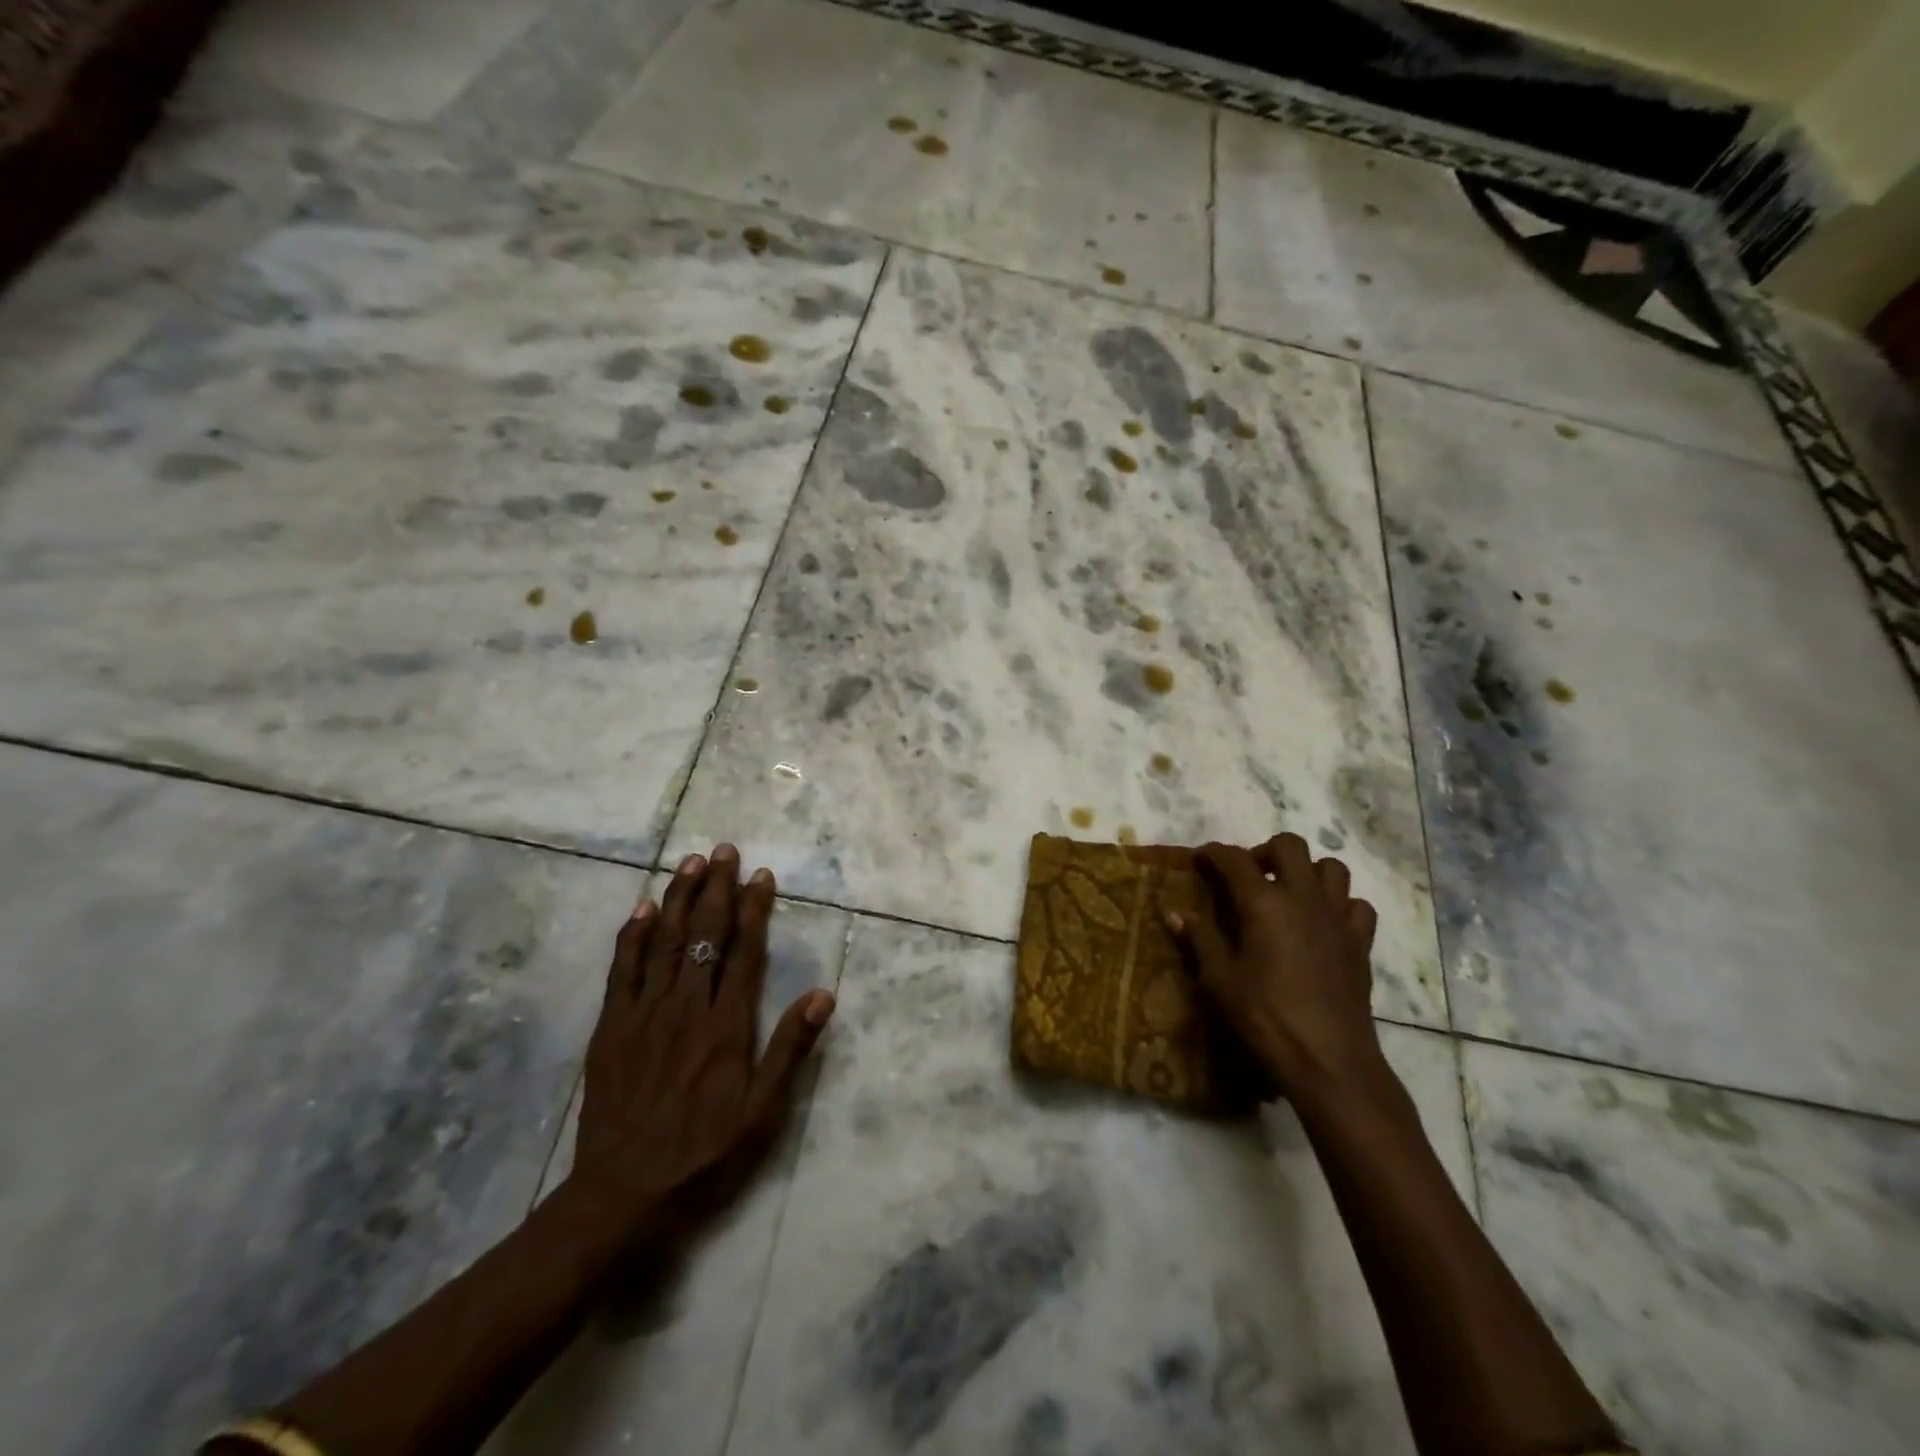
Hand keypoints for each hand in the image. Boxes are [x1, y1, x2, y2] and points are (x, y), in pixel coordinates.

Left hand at [567, 845, 834, 1239]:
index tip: (761, 876)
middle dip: (716, 888)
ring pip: (665, 941)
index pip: (745, 952)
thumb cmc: (704, 1153)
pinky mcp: (612, 1027)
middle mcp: (687, 1007)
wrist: (623, 1194)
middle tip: (724, 850)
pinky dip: (633, 935)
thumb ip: (791, 1049)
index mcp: (727, 1025)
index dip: (754, 910)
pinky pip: (622, 970)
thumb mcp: (762, 1112)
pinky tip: (643, 909)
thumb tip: (824, 995)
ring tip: (690, 862)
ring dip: (678, 897)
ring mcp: (644, 1014)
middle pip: (704, 935)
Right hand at [1168, 833, 1387, 1100]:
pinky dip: (1340, 904)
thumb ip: (1199, 939)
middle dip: (1265, 851)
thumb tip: (1173, 912)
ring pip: (1331, 868)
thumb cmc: (1265, 1017)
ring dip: (1307, 871)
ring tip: (1289, 893)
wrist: (1328, 1060)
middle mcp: (1303, 897)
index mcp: (1263, 903)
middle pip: (1289, 845)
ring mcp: (1337, 917)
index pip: (1234, 859)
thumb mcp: (1219, 979)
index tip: (1200, 859)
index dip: (1213, 853)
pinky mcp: (1360, 942)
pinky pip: (1356, 905)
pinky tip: (1324, 923)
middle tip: (1249, 876)